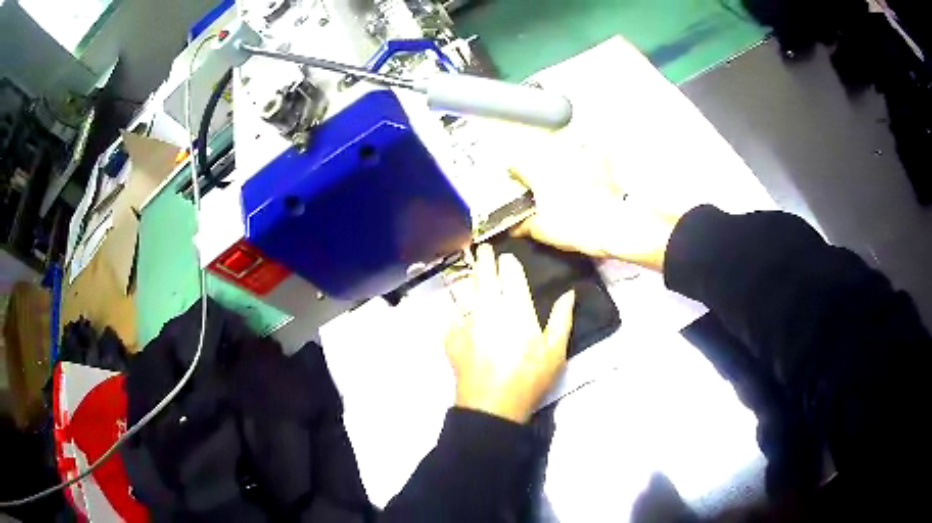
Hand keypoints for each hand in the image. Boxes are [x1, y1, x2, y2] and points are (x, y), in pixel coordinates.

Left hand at [445, 244, 575, 423]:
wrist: (491, 405)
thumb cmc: (529, 378)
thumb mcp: (555, 351)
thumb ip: (562, 319)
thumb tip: (569, 294)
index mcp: (516, 307)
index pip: (510, 272)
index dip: (507, 260)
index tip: (506, 255)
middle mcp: (488, 306)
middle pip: (483, 273)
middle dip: (483, 258)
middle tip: (482, 248)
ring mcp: (466, 320)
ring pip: (465, 290)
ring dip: (469, 279)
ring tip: (470, 273)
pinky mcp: (450, 336)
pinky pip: (451, 315)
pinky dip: (456, 311)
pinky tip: (458, 312)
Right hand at [508, 139, 679, 271]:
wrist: (613, 225)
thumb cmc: (576, 226)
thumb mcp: (544, 230)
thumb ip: (525, 226)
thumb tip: (514, 228)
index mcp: (538, 172)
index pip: (516, 163)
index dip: (514, 173)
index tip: (517, 180)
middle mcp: (558, 157)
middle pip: (540, 152)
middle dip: (539, 163)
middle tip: (544, 178)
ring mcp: (582, 154)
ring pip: (565, 145)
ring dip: (563, 155)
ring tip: (568, 169)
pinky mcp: (603, 157)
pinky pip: (592, 147)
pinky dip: (590, 152)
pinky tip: (591, 163)